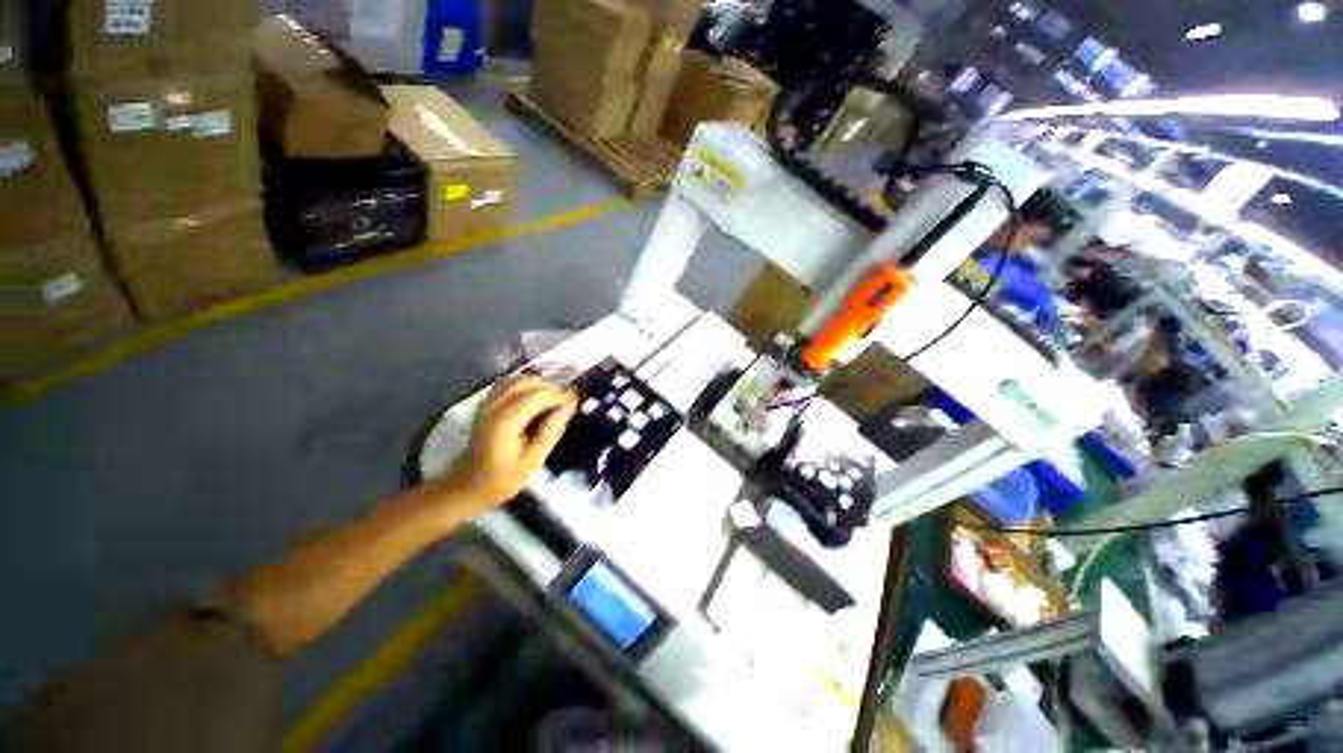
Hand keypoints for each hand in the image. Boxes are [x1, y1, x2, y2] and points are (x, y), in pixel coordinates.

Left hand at [444, 375, 577, 508]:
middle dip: (548, 387)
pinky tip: (532, 398)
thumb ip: (551, 430)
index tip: (574, 401)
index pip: (537, 394)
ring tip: (550, 399)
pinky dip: (522, 385)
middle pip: (525, 382)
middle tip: (564, 401)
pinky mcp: (484, 405)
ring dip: (535, 384)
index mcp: (505, 422)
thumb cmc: (503, 477)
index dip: (558, 394)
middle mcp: (493, 407)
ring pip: (515, 380)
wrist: (468, 485)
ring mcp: (485, 404)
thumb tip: (569, 405)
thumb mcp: (533, 459)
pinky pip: (505, 385)